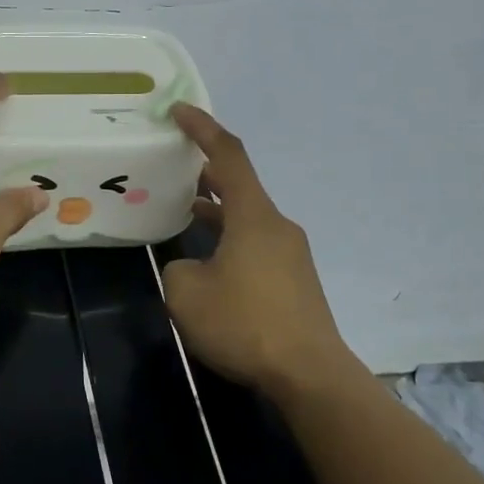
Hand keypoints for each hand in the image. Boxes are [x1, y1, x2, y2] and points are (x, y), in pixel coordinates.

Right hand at [162, 104, 350, 396]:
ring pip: (247, 218)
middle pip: (240, 186)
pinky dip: (230, 239)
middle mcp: (277, 225)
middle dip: (206, 173)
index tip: (180, 110)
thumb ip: (178, 268)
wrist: (309, 373)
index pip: (228, 156)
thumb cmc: (245, 324)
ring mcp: (291, 253)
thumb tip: (191, 269)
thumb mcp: (186, 295)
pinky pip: (256, 244)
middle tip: (173, 169)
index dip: (203, 128)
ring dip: (217, 211)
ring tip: (184, 211)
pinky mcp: (295, 280)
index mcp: (253, 216)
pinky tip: (210, 263)